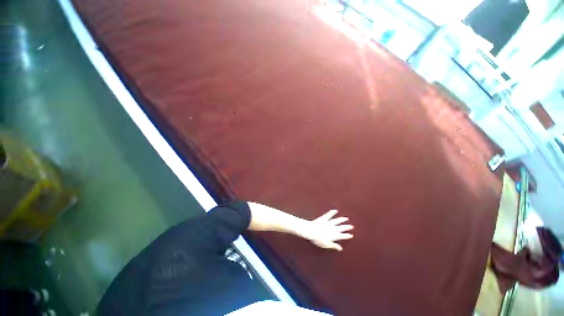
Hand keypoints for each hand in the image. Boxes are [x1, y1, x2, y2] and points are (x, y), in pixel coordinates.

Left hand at [299, 210, 353, 250]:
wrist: (311, 231)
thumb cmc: (318, 239)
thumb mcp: (326, 245)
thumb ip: (333, 246)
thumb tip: (340, 248)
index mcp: (333, 236)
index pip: (342, 236)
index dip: (346, 235)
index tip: (351, 235)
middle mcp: (332, 229)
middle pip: (341, 228)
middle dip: (346, 227)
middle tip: (351, 226)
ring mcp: (328, 223)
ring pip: (336, 221)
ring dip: (341, 220)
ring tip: (346, 218)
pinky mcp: (323, 219)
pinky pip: (328, 215)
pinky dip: (332, 213)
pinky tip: (335, 210)